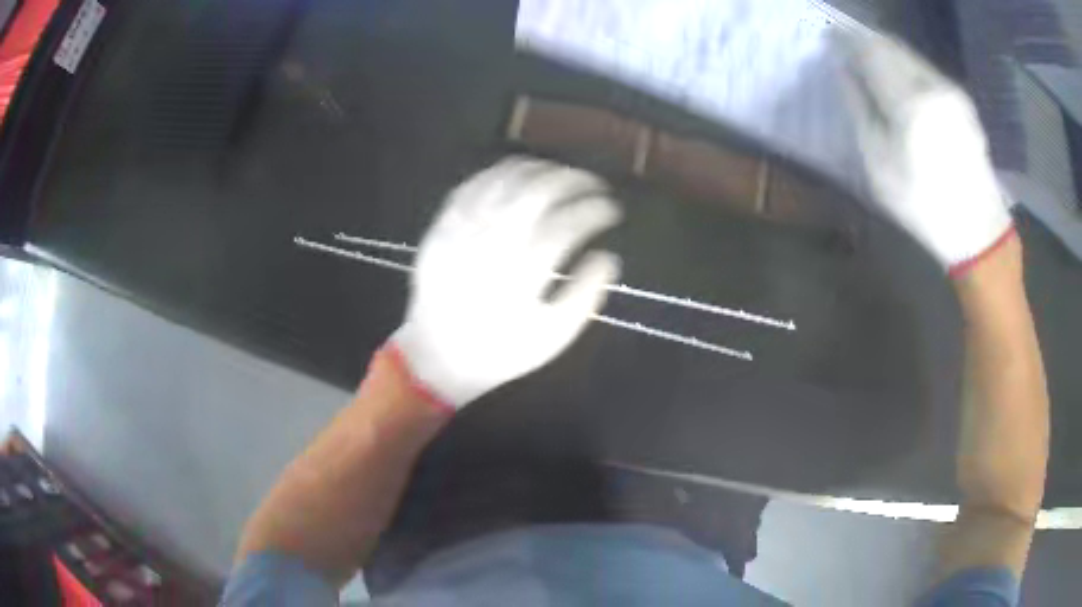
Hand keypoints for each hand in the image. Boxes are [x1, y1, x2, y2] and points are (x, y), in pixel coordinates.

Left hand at [390, 157, 622, 409]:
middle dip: (574, 179)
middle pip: (539, 189)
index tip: (612, 210)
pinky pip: (474, 183)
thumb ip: (586, 295)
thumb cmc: (500, 350)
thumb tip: (607, 257)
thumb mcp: (553, 336)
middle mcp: (493, 240)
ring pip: (506, 178)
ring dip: (541, 169)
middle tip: (592, 184)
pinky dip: (501, 173)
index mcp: (524, 271)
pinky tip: (518, 176)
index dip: (597, 210)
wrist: (437, 355)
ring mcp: (464, 227)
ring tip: (561, 176)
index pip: (570, 223)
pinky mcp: (443, 224)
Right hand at [835, 31, 1013, 274]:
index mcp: (909, 101)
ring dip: (888, 57)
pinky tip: (903, 89)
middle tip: (852, 59)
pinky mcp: (961, 100)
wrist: (978, 229)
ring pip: (909, 54)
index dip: (846, 43)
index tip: (832, 45)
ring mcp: (950, 90)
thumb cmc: (924, 204)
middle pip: (890, 44)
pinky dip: (907, 69)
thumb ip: (860, 109)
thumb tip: (845, 72)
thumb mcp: (879, 165)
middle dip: (867, 46)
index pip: (869, 50)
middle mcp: (932, 84)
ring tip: (875, 74)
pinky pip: (925, 69)